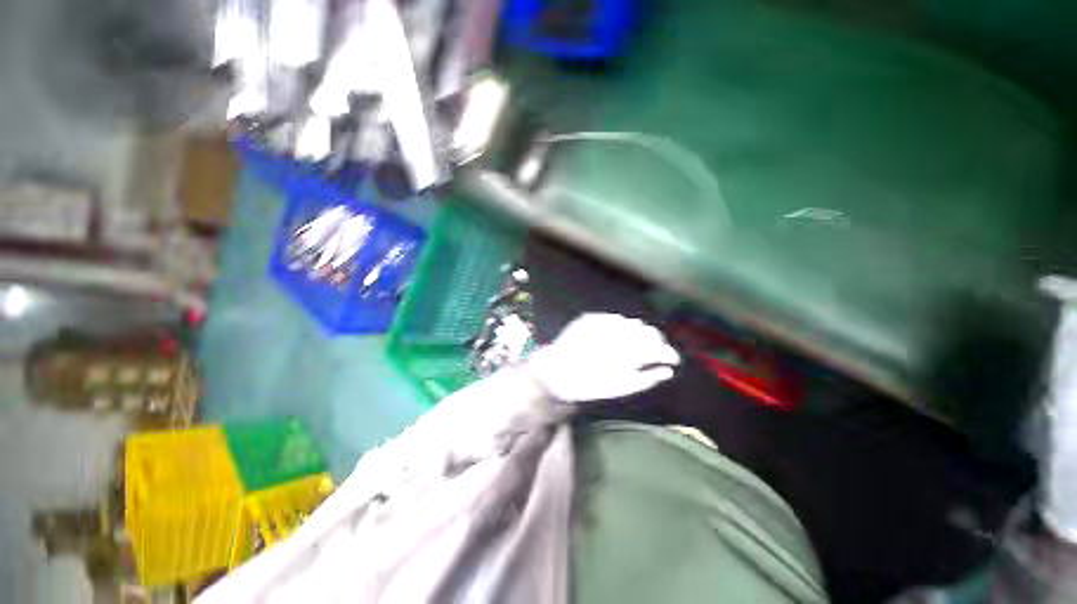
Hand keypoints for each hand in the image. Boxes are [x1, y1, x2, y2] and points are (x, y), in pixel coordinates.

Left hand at [525, 313, 680, 401]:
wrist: (555, 372)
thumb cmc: (589, 385)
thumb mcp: (621, 388)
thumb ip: (648, 378)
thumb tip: (668, 370)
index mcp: (626, 352)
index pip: (658, 346)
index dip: (669, 353)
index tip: (673, 360)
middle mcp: (616, 332)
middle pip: (647, 330)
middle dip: (655, 342)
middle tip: (654, 353)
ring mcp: (602, 321)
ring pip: (631, 323)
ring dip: (637, 334)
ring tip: (632, 346)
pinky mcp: (590, 317)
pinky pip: (614, 318)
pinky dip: (619, 328)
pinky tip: (614, 338)